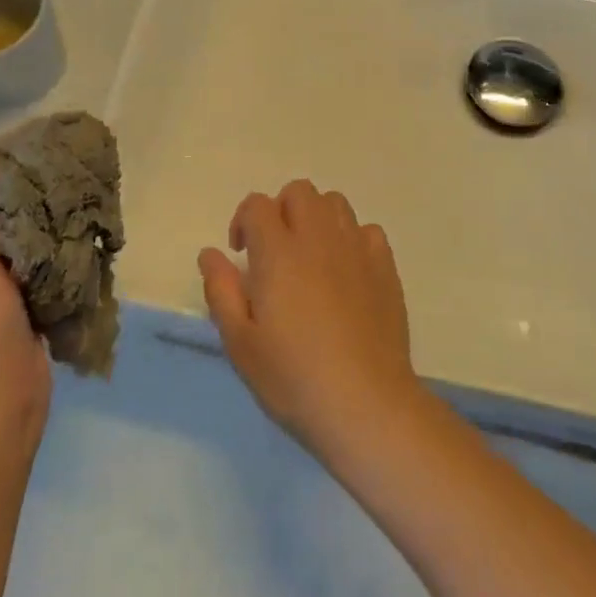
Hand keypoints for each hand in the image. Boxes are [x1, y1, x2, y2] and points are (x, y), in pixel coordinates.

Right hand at [199, 180, 420, 465]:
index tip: (242, 254)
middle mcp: (318, 237)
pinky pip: (367, 231)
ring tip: (311, 257)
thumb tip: (210, 253)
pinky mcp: (385, 267)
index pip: (258, 205)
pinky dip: (352, 240)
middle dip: (281, 210)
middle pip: (299, 192)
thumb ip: (221, 290)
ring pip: (335, 203)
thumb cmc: (294, 378)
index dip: (244, 221)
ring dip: (317, 218)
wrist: (366, 404)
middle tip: (275, 251)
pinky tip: (347, 272)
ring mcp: (356, 249)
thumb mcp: (240, 343)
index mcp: (278, 252)